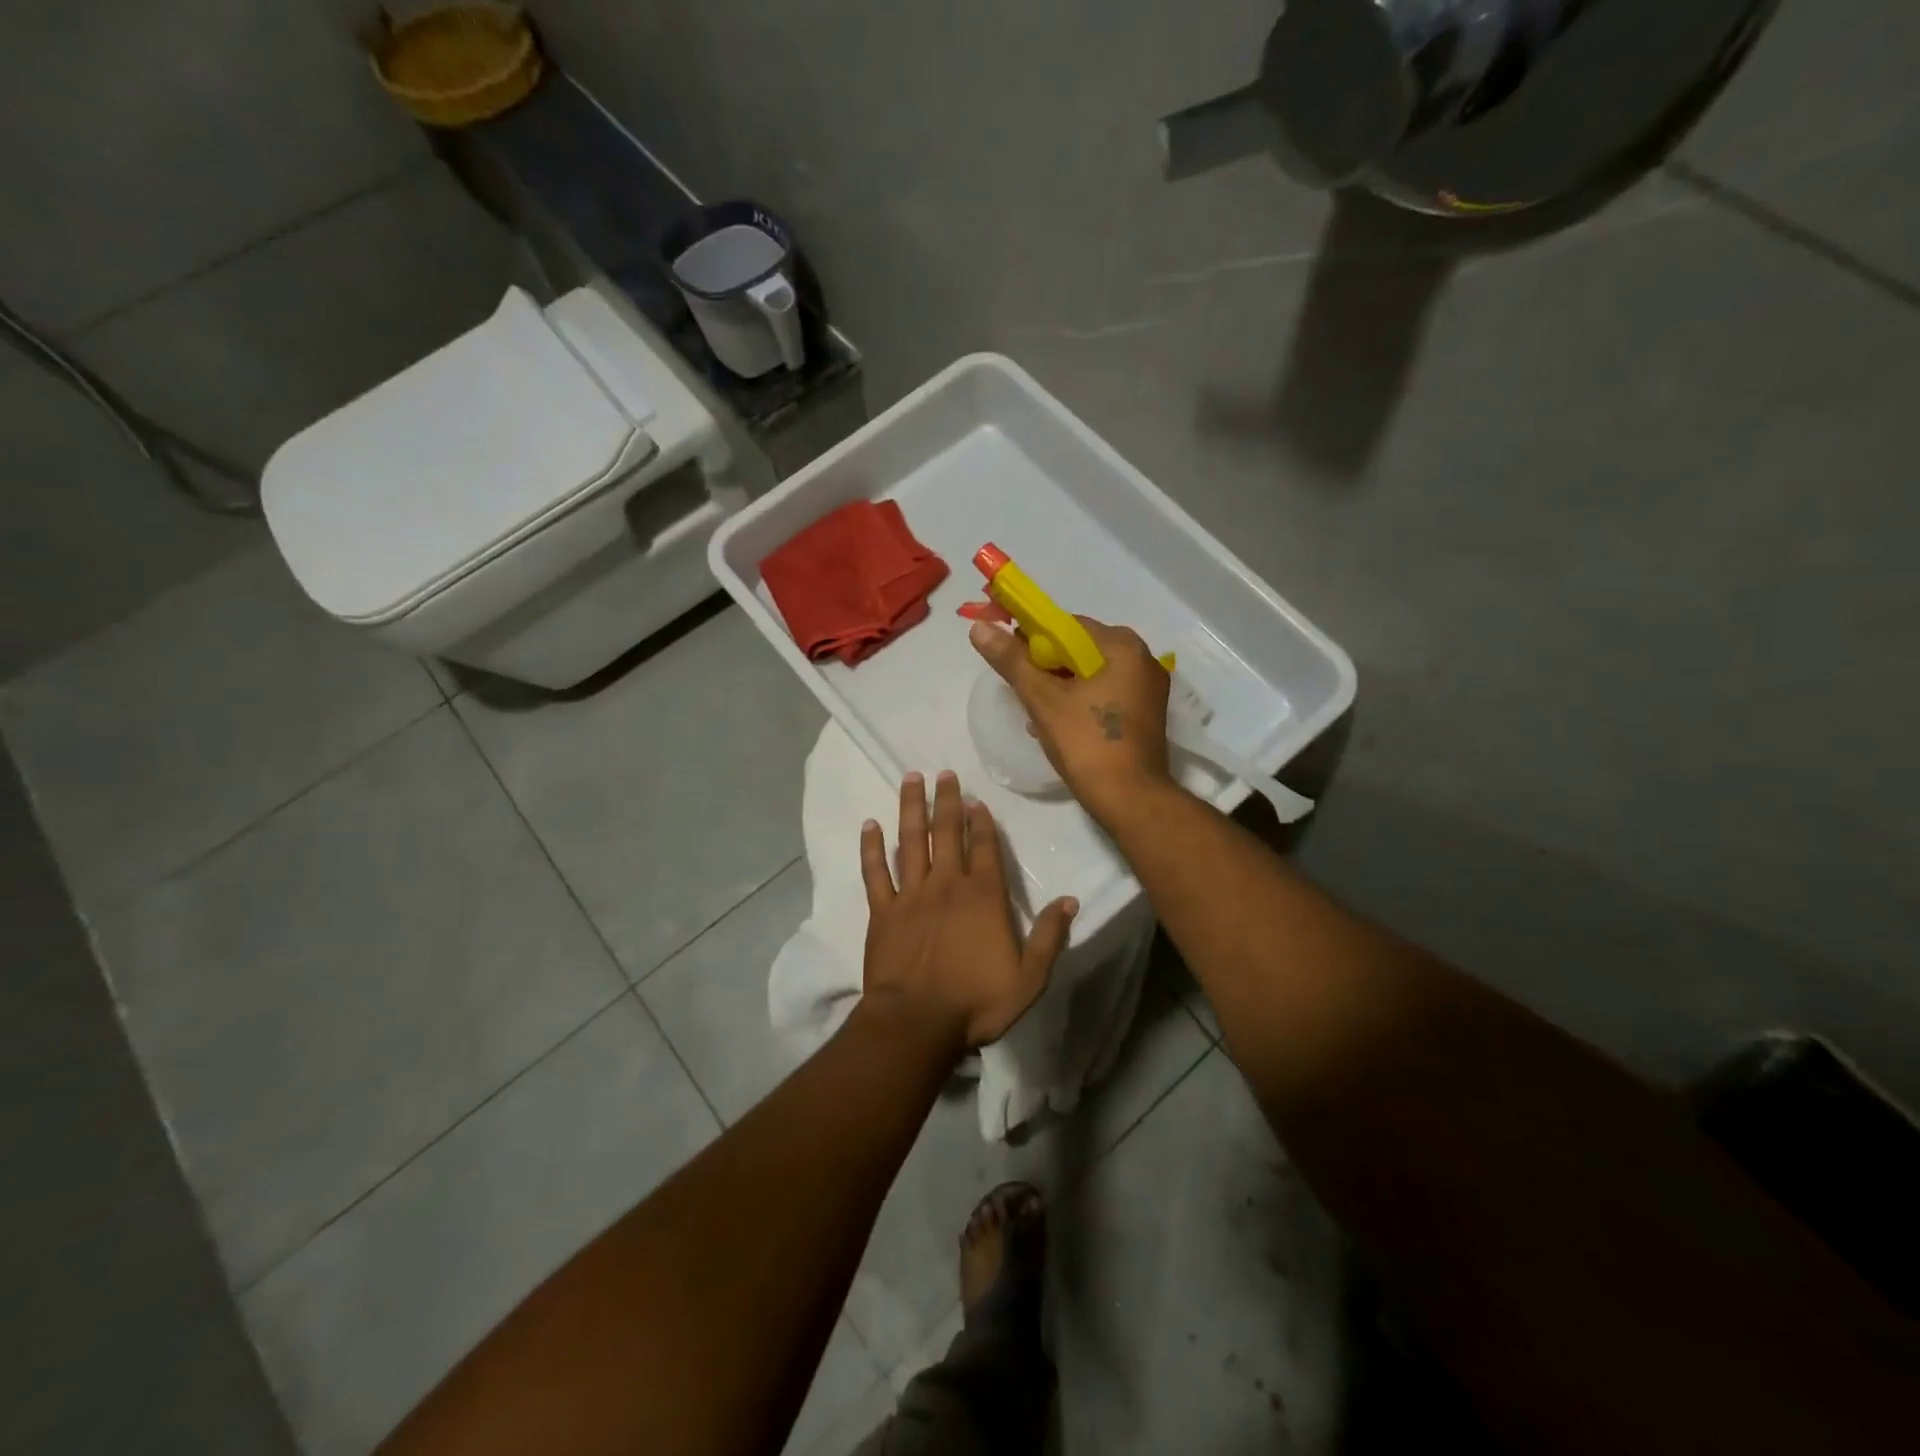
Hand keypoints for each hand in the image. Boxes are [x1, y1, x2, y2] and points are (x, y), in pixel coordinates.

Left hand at [860, 770, 1076, 1050]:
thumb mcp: (1029, 978)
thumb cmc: (976, 1002)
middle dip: (947, 801)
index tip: (976, 800)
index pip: (984, 848)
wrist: (917, 1023)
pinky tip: (869, 825)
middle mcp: (947, 885)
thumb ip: (1050, 937)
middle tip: (943, 773)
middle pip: (947, 833)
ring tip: (911, 779)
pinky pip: (875, 872)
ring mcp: (910, 895)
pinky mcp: (882, 911)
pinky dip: (872, 847)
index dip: (981, 822)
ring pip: (911, 841)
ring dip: (911, 808)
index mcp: (983, 897)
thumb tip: (1071, 901)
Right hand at [969, 617, 1173, 820]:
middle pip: (1080, 649)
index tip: (1009, 658)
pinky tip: (1057, 723)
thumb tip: (980, 628)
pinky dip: (1080, 701)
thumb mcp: (1043, 699)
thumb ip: (1012, 661)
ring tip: (1034, 711)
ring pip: (1090, 674)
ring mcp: (1148, 689)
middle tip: (1020, 689)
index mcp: (1122, 647)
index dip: (1032, 638)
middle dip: (1046, 667)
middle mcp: (1142, 659)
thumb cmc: (1087, 744)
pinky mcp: (1145, 714)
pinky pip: (1104, 693)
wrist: (1130, 799)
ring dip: (1060, 687)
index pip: (1067, 626)